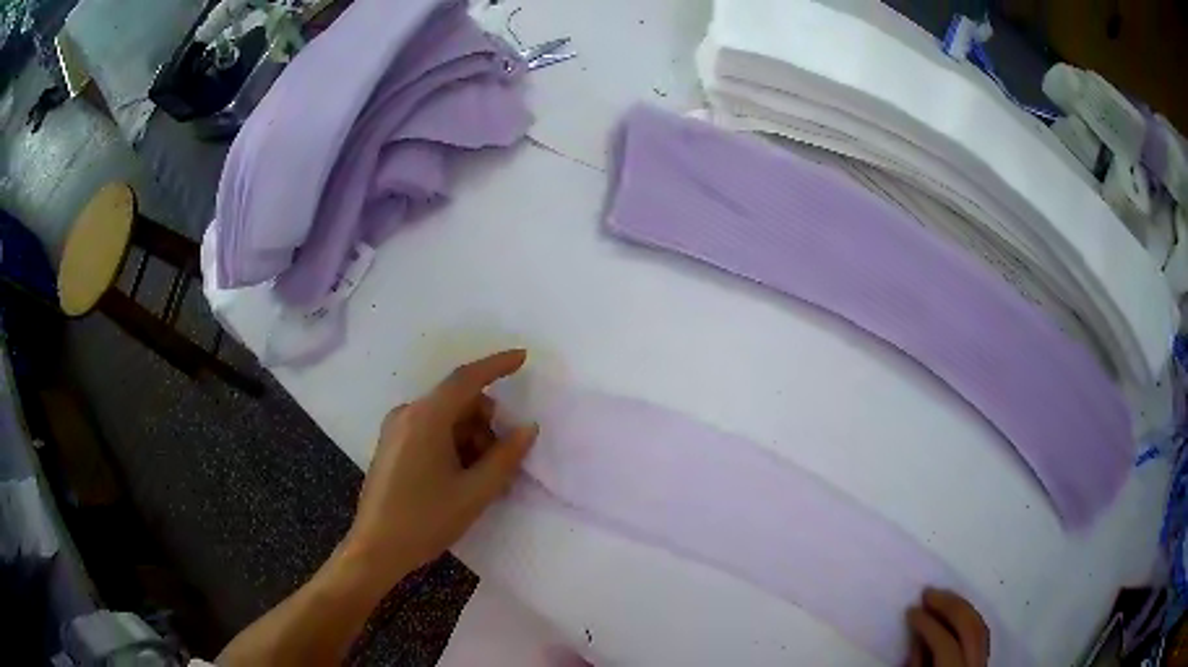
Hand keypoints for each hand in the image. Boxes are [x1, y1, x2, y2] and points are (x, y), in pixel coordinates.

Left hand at [342, 349, 537, 586]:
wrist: (377, 548)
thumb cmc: (426, 520)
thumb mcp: (475, 492)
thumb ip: (506, 457)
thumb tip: (528, 428)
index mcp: (425, 418)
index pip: (467, 379)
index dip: (497, 365)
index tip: (523, 358)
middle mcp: (407, 413)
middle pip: (458, 401)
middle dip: (485, 423)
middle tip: (497, 463)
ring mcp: (396, 428)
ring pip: (446, 417)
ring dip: (469, 437)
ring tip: (477, 479)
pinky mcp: (391, 444)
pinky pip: (430, 429)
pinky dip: (451, 443)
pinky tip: (458, 477)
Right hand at [906, 588, 989, 666]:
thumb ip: (918, 663)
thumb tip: (917, 637)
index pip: (946, 643)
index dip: (928, 624)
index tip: (911, 610)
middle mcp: (977, 663)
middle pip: (971, 627)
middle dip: (950, 606)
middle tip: (928, 592)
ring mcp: (985, 660)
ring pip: (981, 625)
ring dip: (961, 608)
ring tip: (941, 597)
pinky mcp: (986, 657)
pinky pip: (982, 632)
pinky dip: (969, 618)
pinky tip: (956, 612)